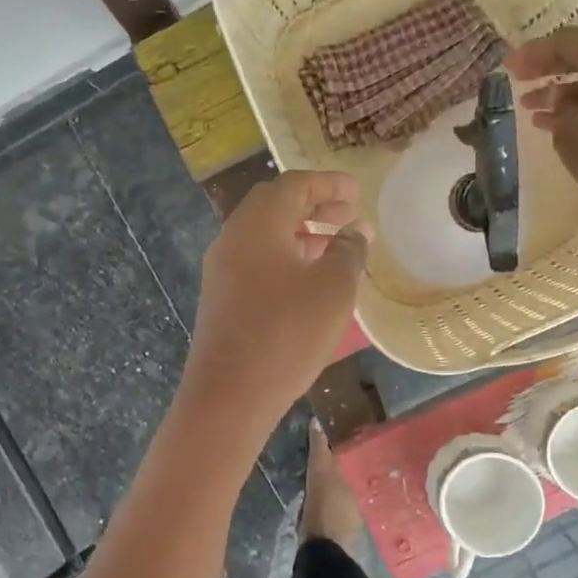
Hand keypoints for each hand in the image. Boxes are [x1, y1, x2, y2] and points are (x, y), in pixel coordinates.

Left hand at [184, 172, 367, 426]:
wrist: (228, 394)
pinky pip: (256, 261)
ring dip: (301, 233)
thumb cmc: (286, 332)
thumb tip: (355, 231)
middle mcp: (233, 237)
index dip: (329, 184)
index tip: (357, 190)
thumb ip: (348, 251)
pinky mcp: (221, 297)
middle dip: (314, 205)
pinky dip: (286, 257)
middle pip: (275, 206)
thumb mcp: (333, 289)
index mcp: (258, 224)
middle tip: (348, 214)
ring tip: (336, 246)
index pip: (294, 185)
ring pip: (265, 235)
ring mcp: (221, 269)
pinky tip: (309, 279)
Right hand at [507, 29, 577, 236]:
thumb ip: (557, 107)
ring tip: (530, 106)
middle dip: (547, 69)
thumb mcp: (570, 130)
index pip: (568, 41)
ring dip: (561, 91)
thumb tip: (558, 101)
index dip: (533, 52)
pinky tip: (553, 122)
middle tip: (518, 80)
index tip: (508, 66)